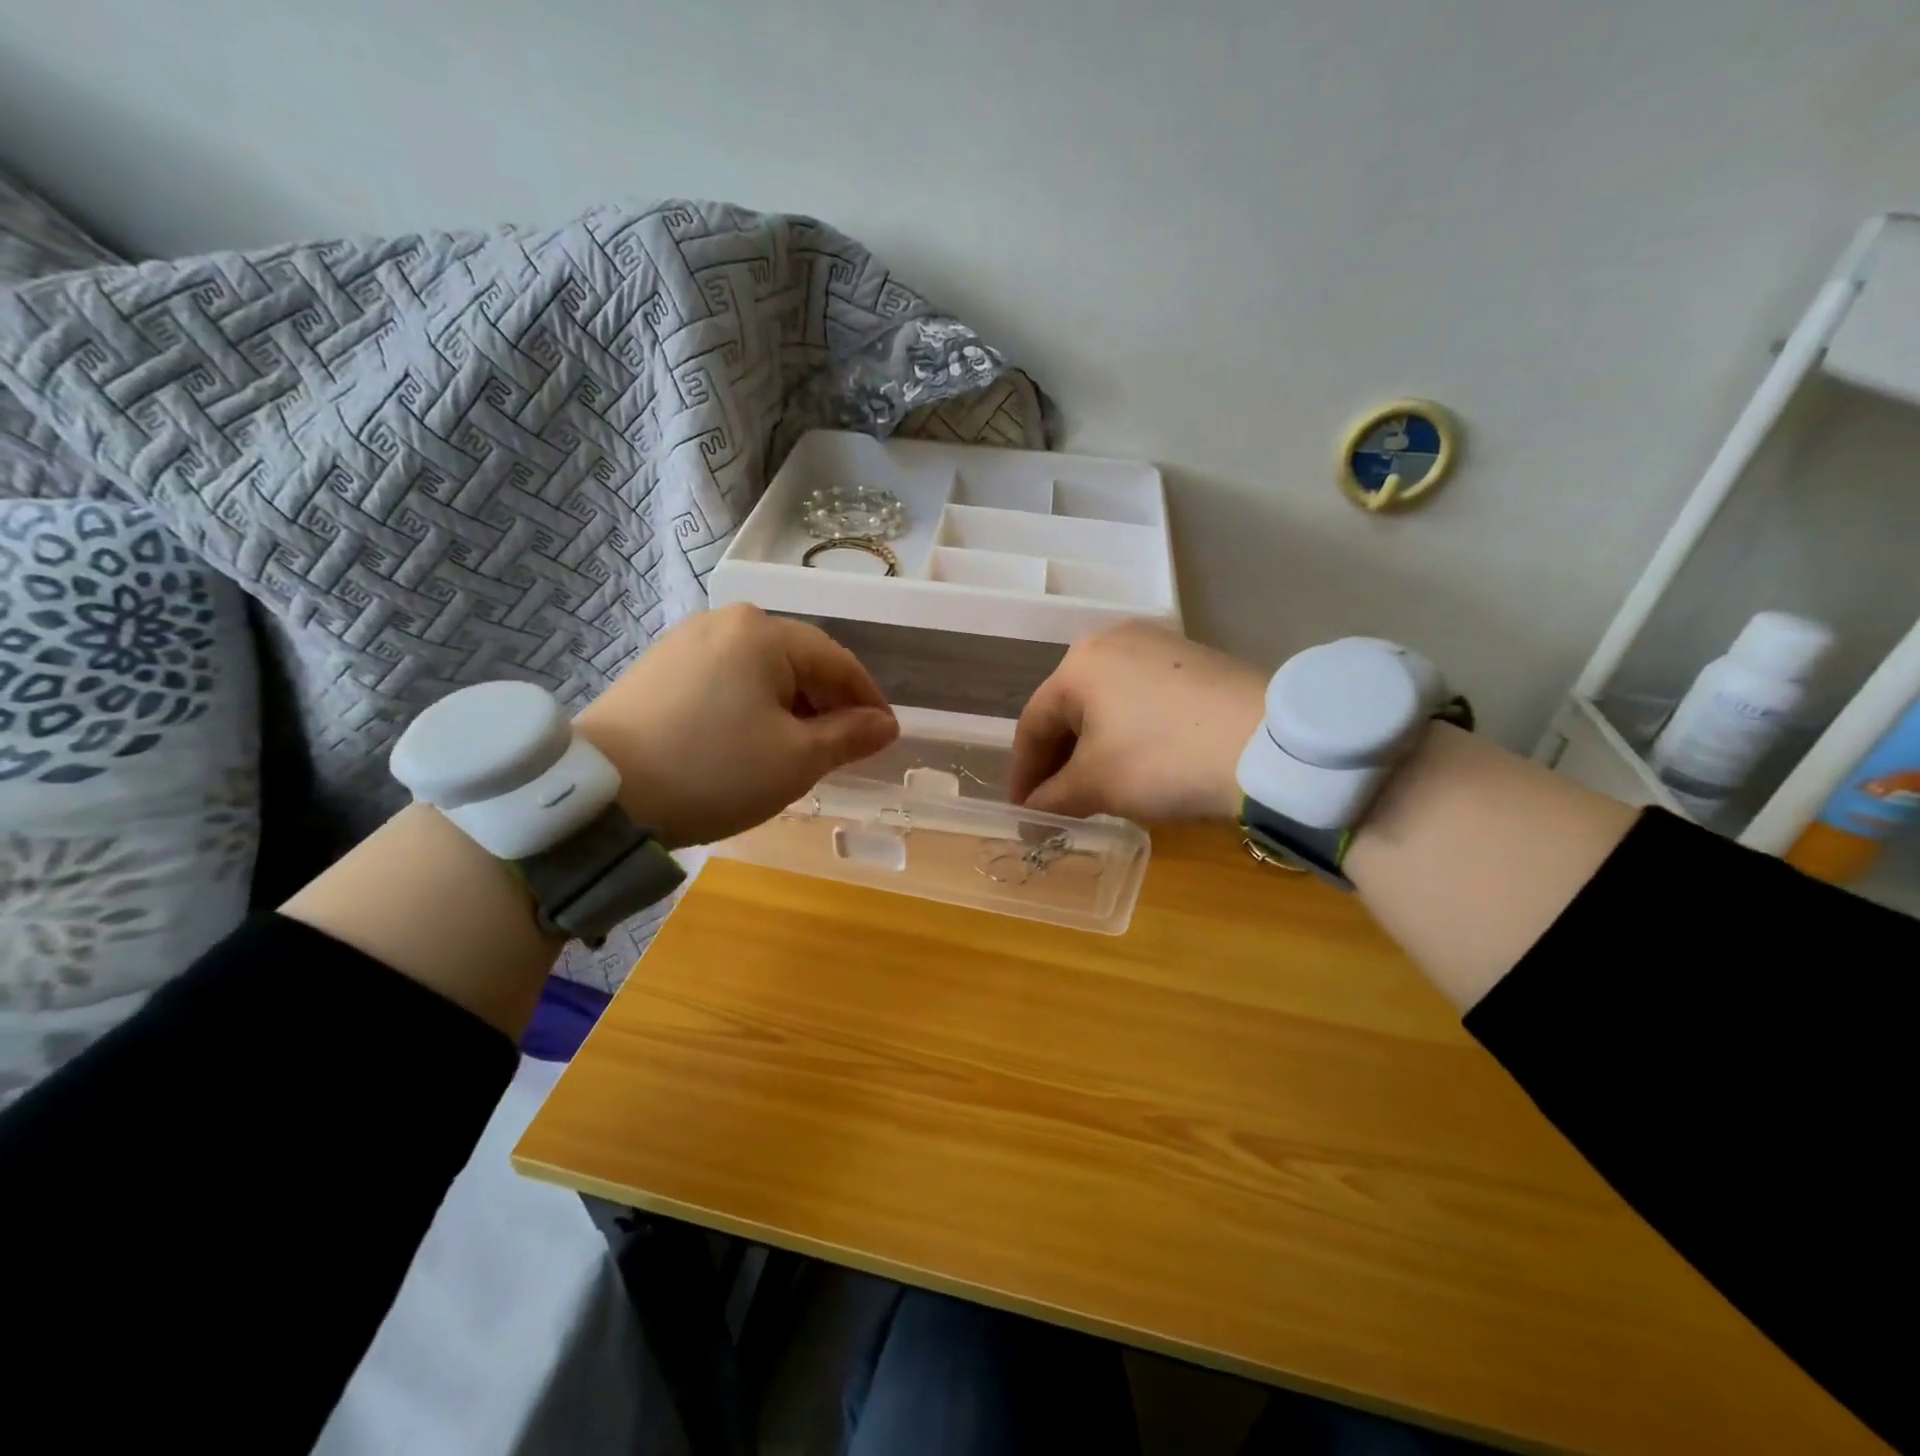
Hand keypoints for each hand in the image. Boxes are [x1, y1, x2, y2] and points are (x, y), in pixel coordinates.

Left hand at [575, 605, 898, 846]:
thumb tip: (887, 724)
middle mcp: (724, 622)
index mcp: (764, 632)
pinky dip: (749, 708)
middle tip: (841, 750)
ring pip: (759, 673)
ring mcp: (684, 642)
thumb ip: (850, 736)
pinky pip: (724, 681)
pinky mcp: (657, 669)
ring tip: (795, 751)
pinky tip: (746, 743)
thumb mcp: (797, 759)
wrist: (602, 795)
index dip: (867, 699)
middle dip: (826, 705)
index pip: (837, 661)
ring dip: (788, 709)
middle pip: (797, 662)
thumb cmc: (715, 770)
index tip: (885, 735)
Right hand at [1010, 620, 1266, 820]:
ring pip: (1107, 702)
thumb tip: (1032, 809)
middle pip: (1070, 709)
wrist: (1269, 745)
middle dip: (1059, 759)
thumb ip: (1053, 797)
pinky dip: (1129, 731)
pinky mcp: (1196, 658)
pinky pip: (1143, 698)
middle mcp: (1112, 641)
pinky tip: (1140, 760)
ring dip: (1094, 746)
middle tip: (1055, 800)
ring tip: (1096, 785)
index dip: (1023, 772)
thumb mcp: (1097, 785)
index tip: (1021, 810)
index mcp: (1078, 664)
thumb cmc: (1162, 759)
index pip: (1033, 724)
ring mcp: (1158, 644)